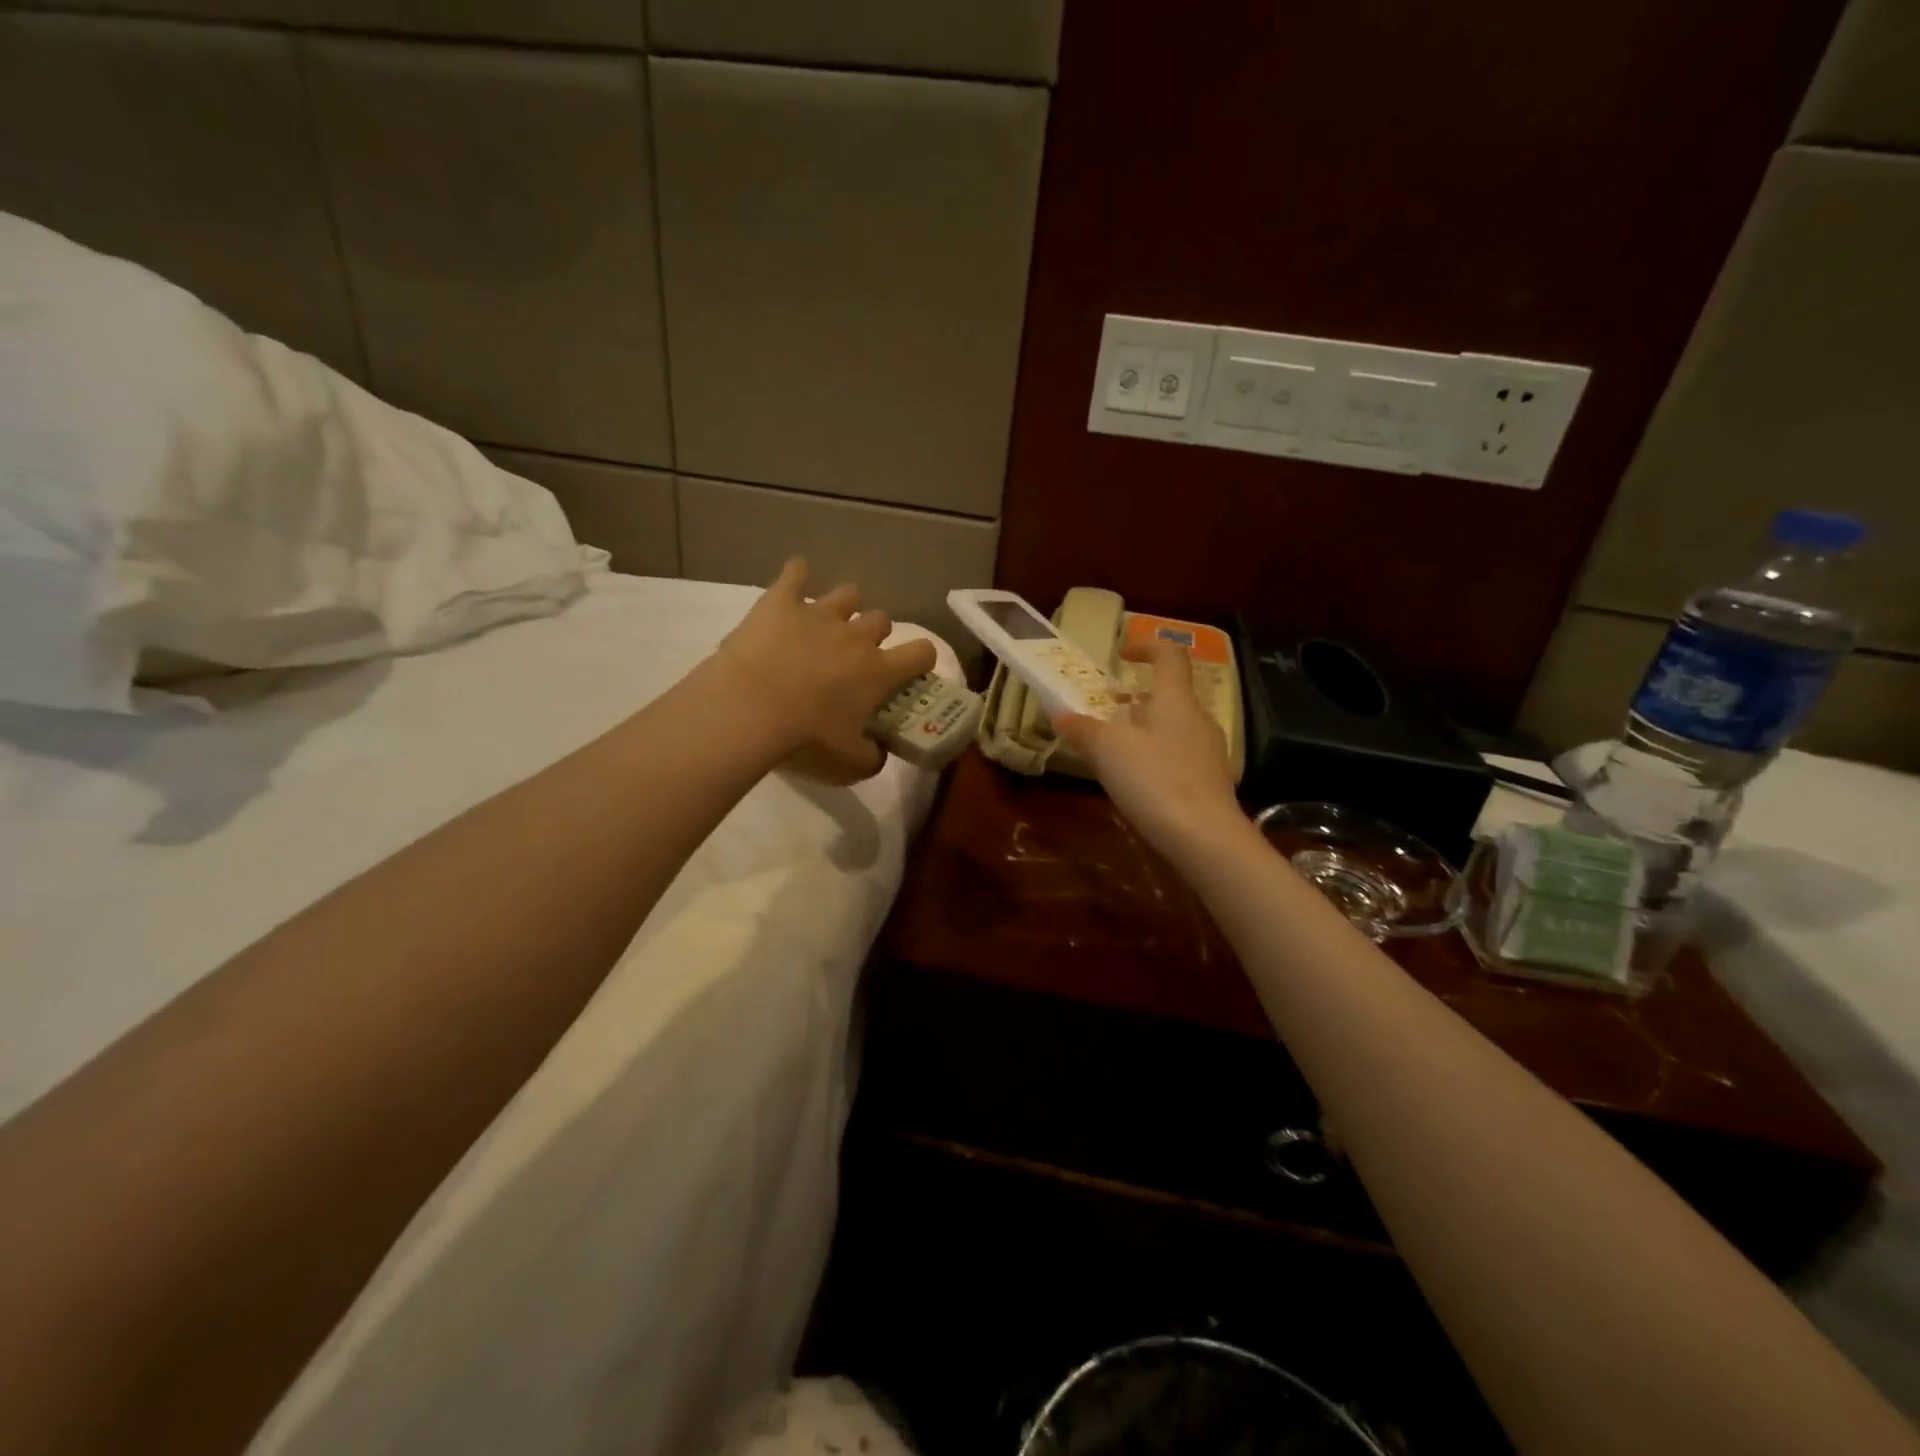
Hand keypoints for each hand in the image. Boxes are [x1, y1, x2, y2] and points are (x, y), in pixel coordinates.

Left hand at [716, 558, 936, 783]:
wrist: (749, 709)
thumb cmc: (805, 738)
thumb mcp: (847, 764)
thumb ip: (872, 757)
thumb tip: (879, 752)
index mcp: (878, 671)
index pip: (922, 652)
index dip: (921, 658)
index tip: (909, 669)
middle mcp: (856, 636)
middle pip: (882, 619)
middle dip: (873, 635)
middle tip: (852, 657)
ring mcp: (820, 613)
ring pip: (848, 593)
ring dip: (843, 607)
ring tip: (825, 623)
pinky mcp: (782, 601)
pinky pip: (795, 572)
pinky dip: (796, 576)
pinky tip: (792, 584)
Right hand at [1054, 640, 1243, 857]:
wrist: (1205, 838)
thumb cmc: (1154, 780)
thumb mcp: (1107, 750)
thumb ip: (1083, 730)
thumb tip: (1061, 715)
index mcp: (1175, 699)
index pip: (1169, 655)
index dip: (1146, 646)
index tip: (1121, 654)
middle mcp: (1198, 718)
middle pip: (1169, 694)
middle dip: (1137, 698)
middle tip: (1106, 710)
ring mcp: (1209, 751)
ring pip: (1173, 727)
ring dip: (1145, 729)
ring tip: (1115, 748)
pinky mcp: (1210, 781)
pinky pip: (1179, 755)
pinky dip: (1156, 756)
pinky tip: (1138, 781)